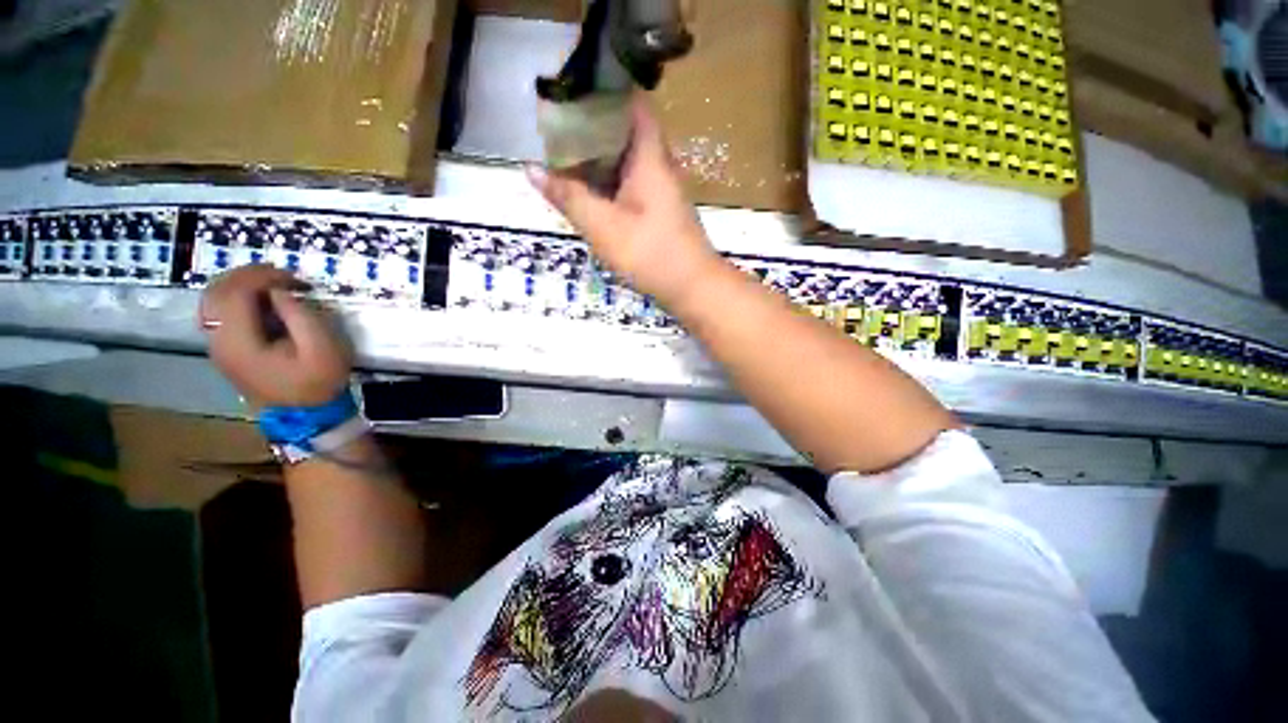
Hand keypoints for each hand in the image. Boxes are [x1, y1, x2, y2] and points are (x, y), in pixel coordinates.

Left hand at [200, 265, 352, 407]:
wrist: (308, 420)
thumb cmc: (317, 383)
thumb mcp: (321, 346)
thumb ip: (296, 310)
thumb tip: (275, 290)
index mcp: (243, 348)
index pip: (237, 292)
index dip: (263, 276)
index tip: (291, 281)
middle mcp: (223, 347)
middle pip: (219, 290)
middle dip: (249, 275)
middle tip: (278, 279)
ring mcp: (219, 350)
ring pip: (213, 298)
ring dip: (240, 283)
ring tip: (267, 286)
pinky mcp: (223, 350)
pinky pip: (216, 311)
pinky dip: (233, 297)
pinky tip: (256, 301)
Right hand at [528, 96, 722, 308]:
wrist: (693, 286)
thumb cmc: (650, 251)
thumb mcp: (602, 225)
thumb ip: (566, 195)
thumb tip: (530, 168)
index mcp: (649, 158)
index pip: (637, 109)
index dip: (613, 92)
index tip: (583, 84)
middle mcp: (658, 162)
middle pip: (628, 127)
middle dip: (596, 117)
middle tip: (560, 112)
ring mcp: (660, 181)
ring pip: (627, 150)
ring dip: (599, 144)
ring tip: (562, 138)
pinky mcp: (656, 200)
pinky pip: (628, 171)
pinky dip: (605, 167)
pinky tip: (582, 174)